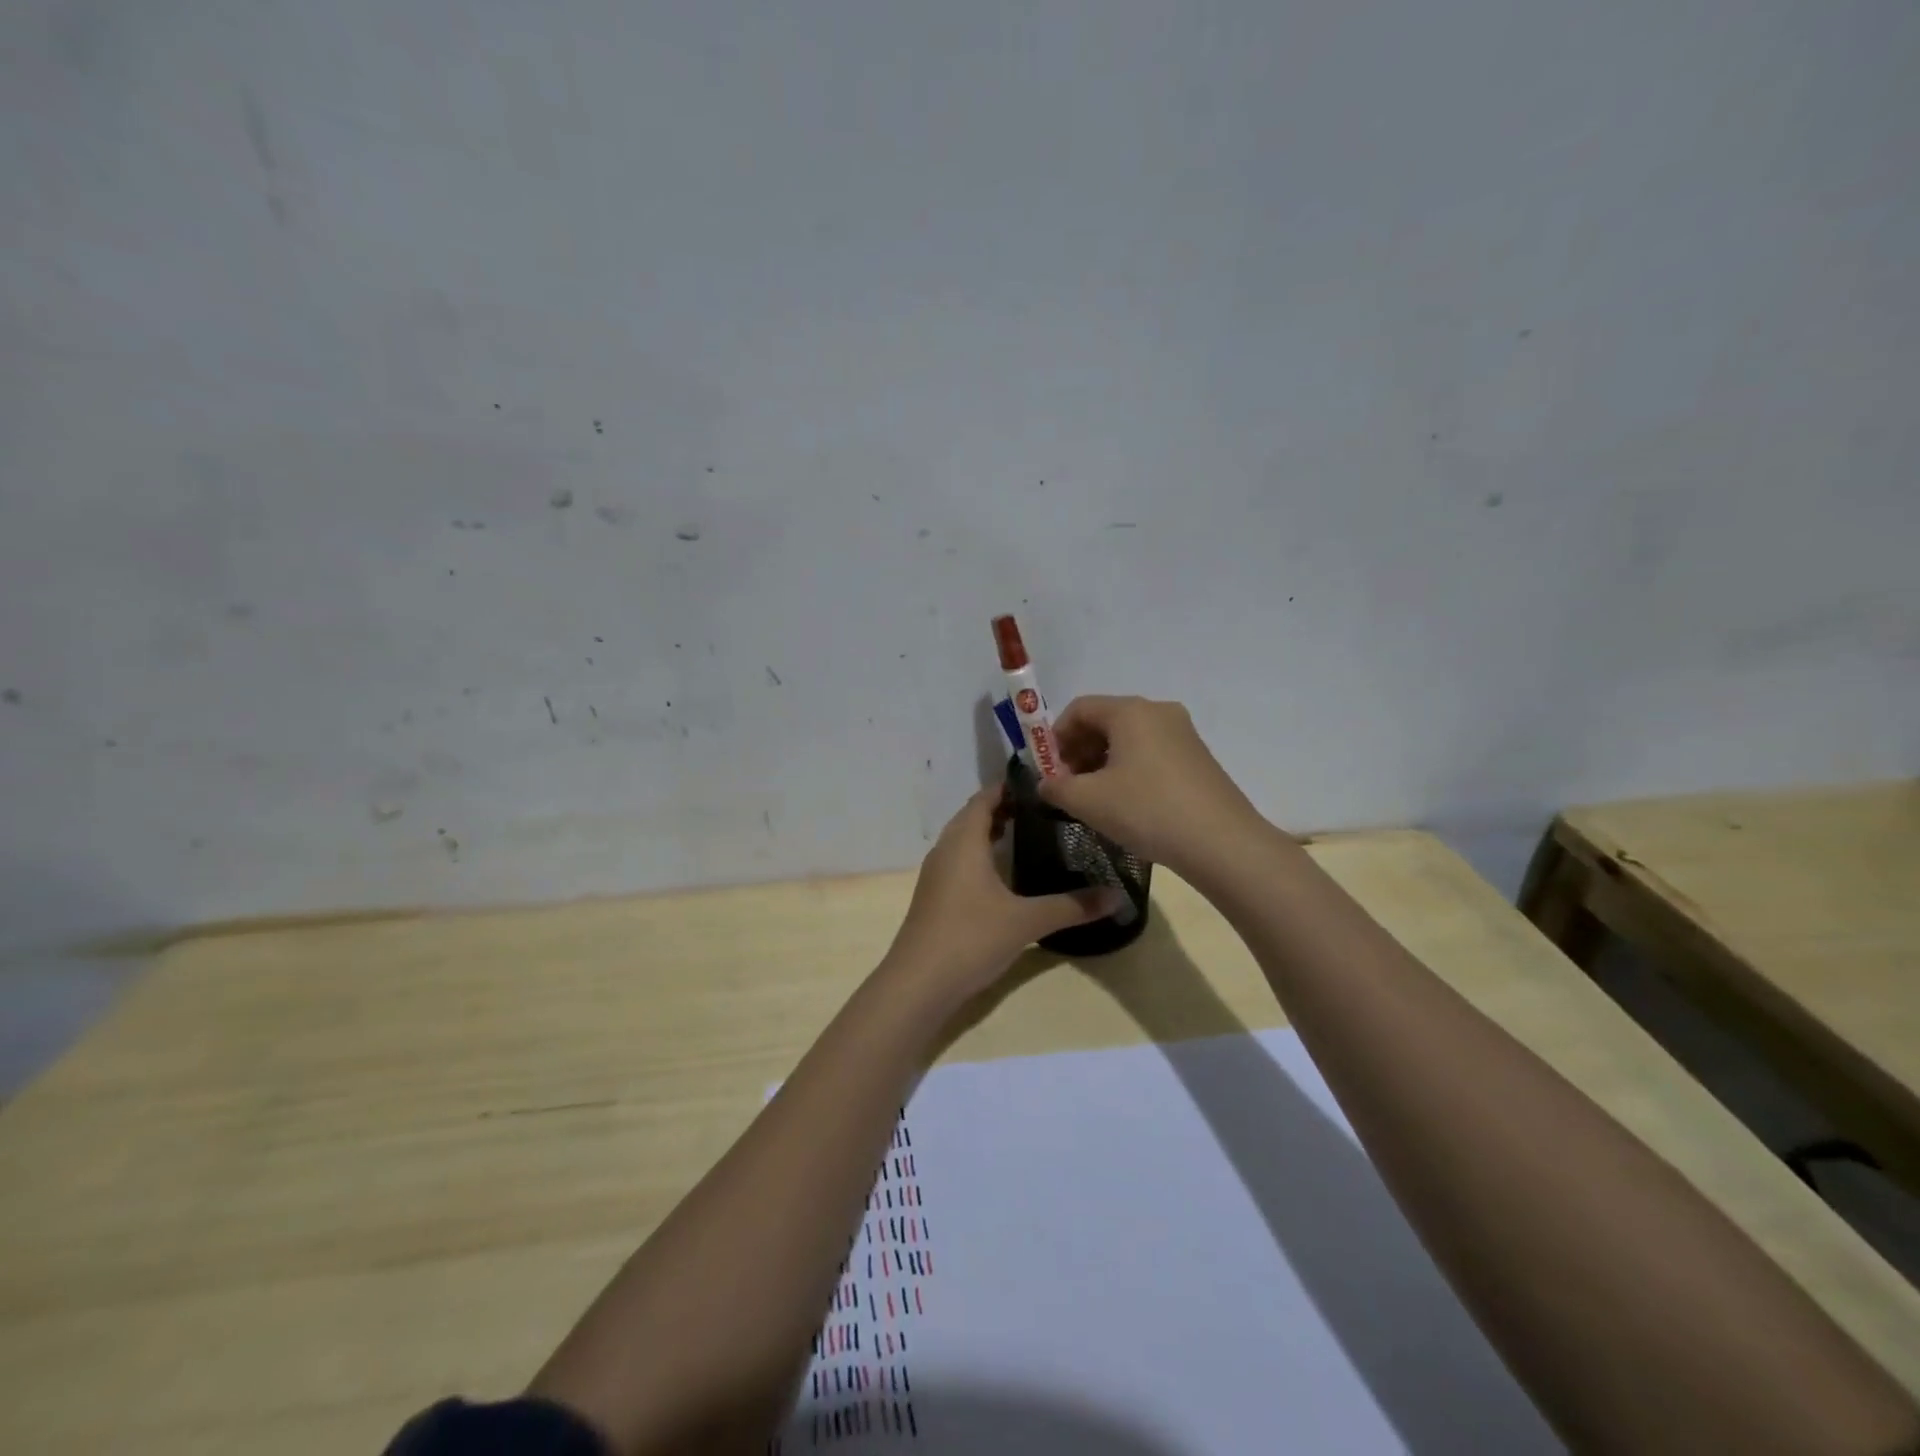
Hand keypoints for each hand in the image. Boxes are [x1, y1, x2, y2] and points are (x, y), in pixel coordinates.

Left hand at [885, 787, 1124, 997]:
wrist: (918, 984)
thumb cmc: (970, 938)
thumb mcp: (1026, 921)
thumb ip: (1072, 906)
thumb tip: (1118, 896)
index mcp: (964, 841)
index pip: (985, 797)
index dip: (1010, 787)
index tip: (1043, 784)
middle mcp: (946, 849)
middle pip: (974, 816)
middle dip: (1006, 808)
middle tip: (1046, 809)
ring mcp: (937, 874)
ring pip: (965, 840)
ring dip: (992, 833)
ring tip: (1031, 835)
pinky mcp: (935, 897)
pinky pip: (961, 862)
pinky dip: (983, 856)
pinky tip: (1006, 875)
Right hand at [1038, 696, 1270, 880]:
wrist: (1221, 843)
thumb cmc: (1147, 811)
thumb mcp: (1088, 801)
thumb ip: (1056, 787)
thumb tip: (1046, 784)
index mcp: (1130, 711)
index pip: (1079, 709)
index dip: (1055, 737)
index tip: (1049, 771)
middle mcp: (1158, 711)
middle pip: (1105, 720)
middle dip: (1079, 750)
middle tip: (1068, 786)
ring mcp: (1183, 733)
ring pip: (1129, 738)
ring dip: (1103, 762)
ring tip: (1095, 798)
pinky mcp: (1198, 757)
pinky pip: (1151, 752)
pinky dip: (1130, 769)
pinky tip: (1127, 803)